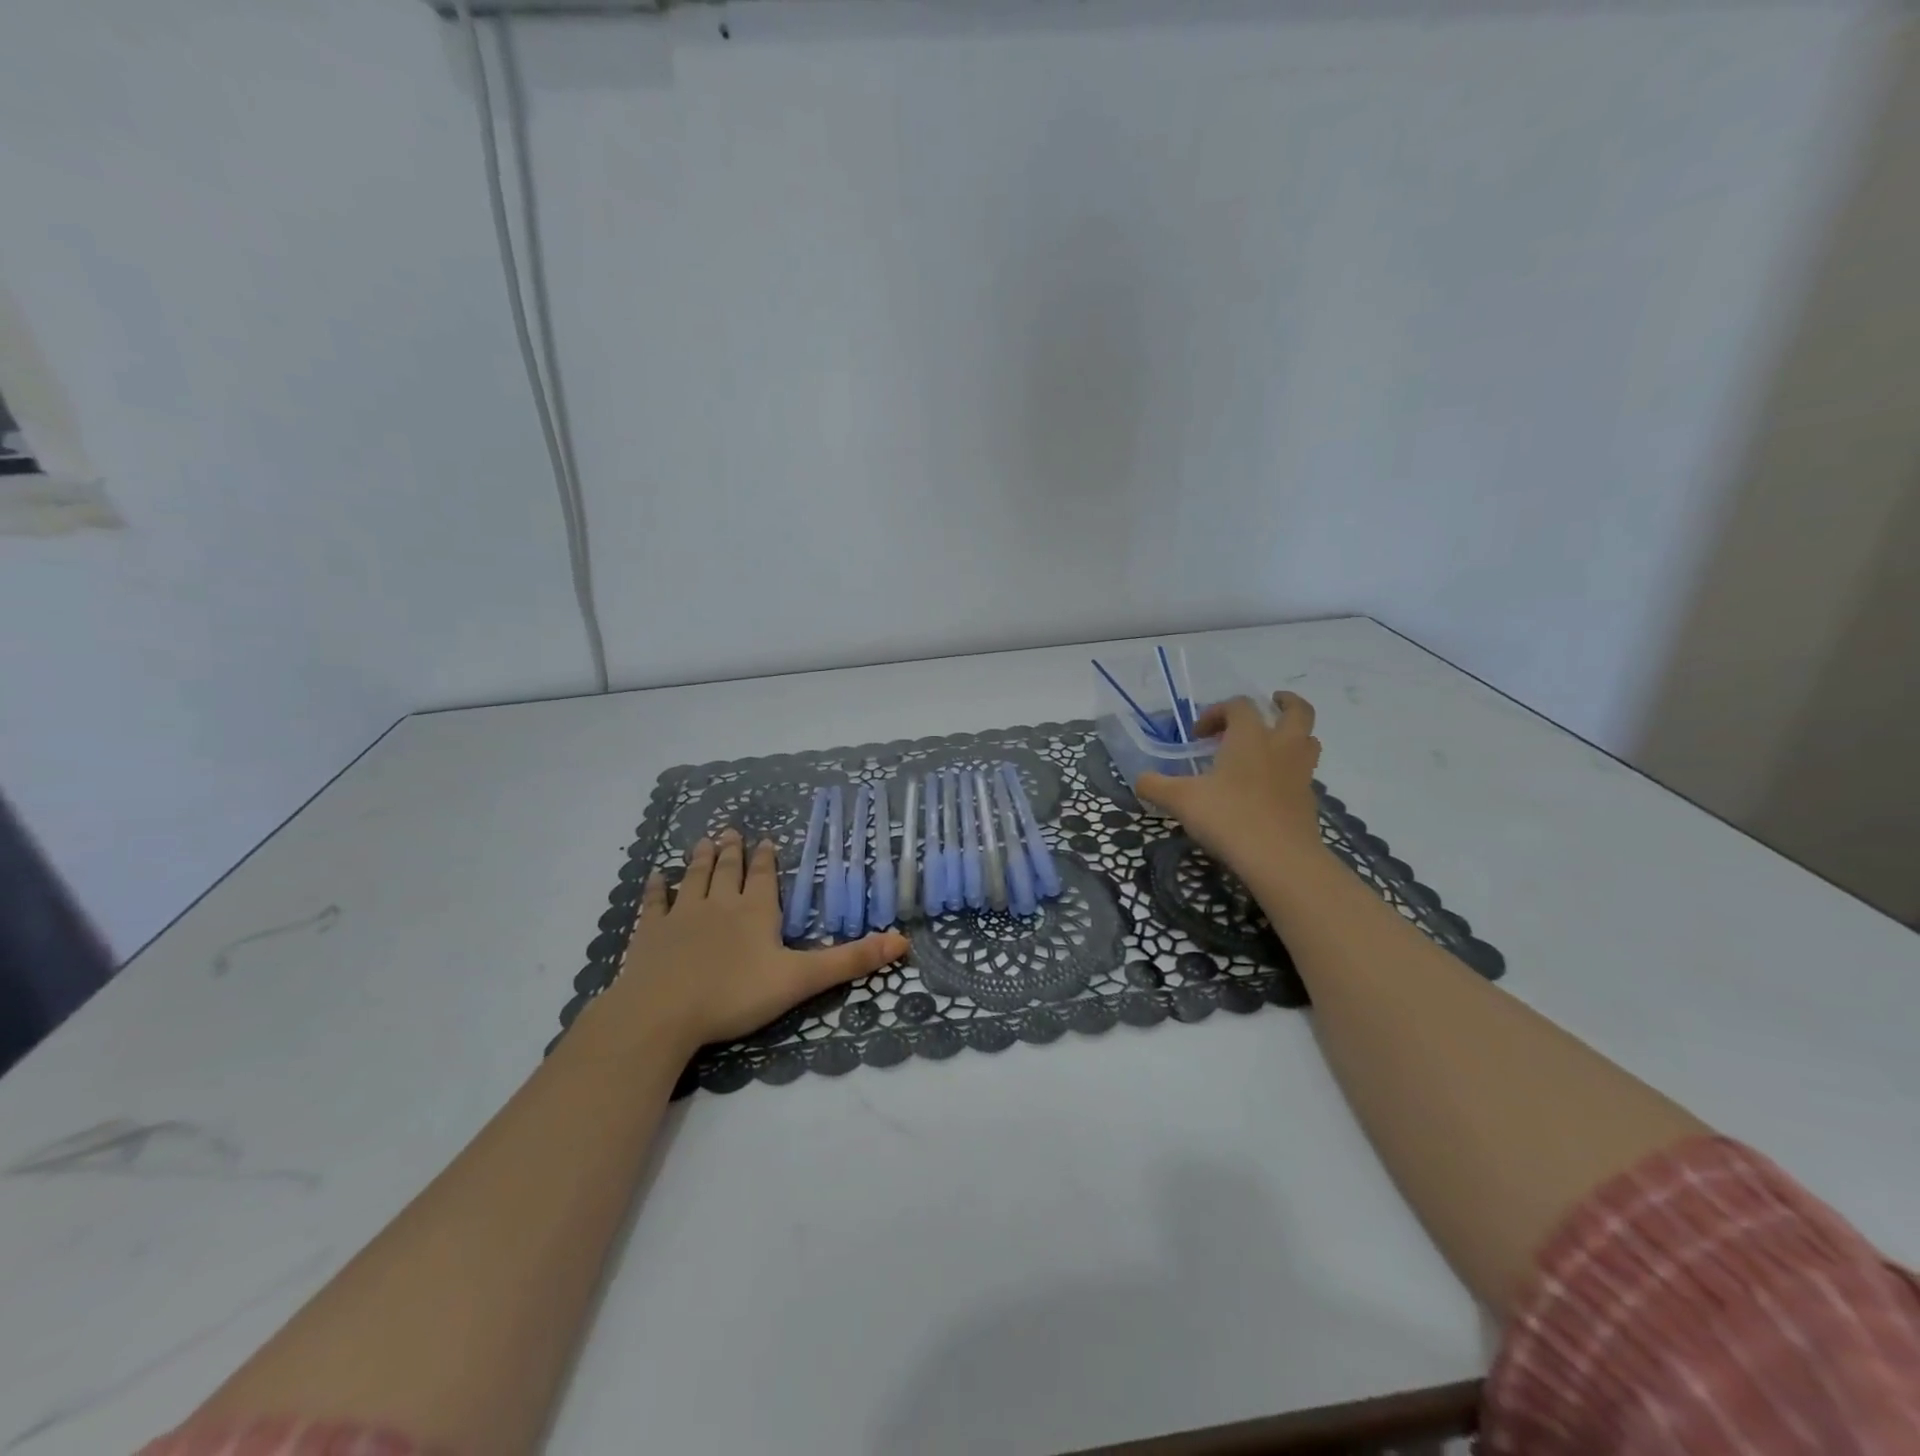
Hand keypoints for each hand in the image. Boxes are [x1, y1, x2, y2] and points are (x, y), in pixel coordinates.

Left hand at [601, 828, 906, 1056]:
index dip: (766, 858)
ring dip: (700, 859)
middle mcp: (719, 904)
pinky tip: (656, 877)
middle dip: (732, 851)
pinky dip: (656, 889)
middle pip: (727, 870)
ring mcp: (681, 916)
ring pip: (694, 878)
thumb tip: (902, 941)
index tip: (765, 839)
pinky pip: (655, 904)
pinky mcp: (650, 934)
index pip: (764, 876)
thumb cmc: (735, 995)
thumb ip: (849, 960)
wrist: (662, 1014)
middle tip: (731, 831)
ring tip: (704, 841)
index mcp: (755, 911)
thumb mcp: (801, 980)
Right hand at [1136, 691, 1325, 874]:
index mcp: (1250, 737)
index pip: (1239, 706)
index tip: (1198, 735)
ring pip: (1308, 741)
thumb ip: (1155, 785)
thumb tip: (1140, 780)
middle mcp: (1280, 747)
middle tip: (1272, 704)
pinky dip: (1289, 771)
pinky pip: (1303, 774)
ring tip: (1272, 745)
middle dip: (1286, 703)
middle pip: (1298, 712)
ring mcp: (1300, 774)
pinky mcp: (1308, 801)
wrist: (1279, 859)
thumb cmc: (1228, 817)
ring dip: (1293, 736)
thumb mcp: (1180, 800)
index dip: (1217, 712)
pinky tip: (1268, 788)